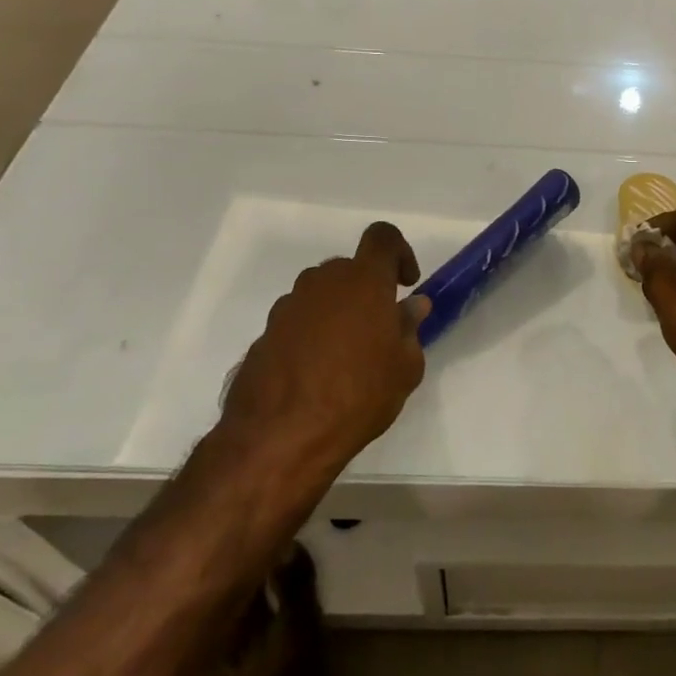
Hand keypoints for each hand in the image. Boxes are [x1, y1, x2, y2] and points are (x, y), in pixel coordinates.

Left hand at [219, 222, 430, 480]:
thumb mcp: (405, 367)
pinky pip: (297, 323)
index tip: (405, 283)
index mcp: (364, 280)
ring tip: (346, 358)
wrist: (280, 437)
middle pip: (349, 269)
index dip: (399, 252)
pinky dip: (310, 336)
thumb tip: (410, 305)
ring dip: (337, 313)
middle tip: (379, 329)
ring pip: (321, 295)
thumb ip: (409, 328)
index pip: (383, 237)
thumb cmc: (358, 395)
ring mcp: (288, 307)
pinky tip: (316, 376)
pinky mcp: (264, 335)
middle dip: (366, 290)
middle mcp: (323, 282)